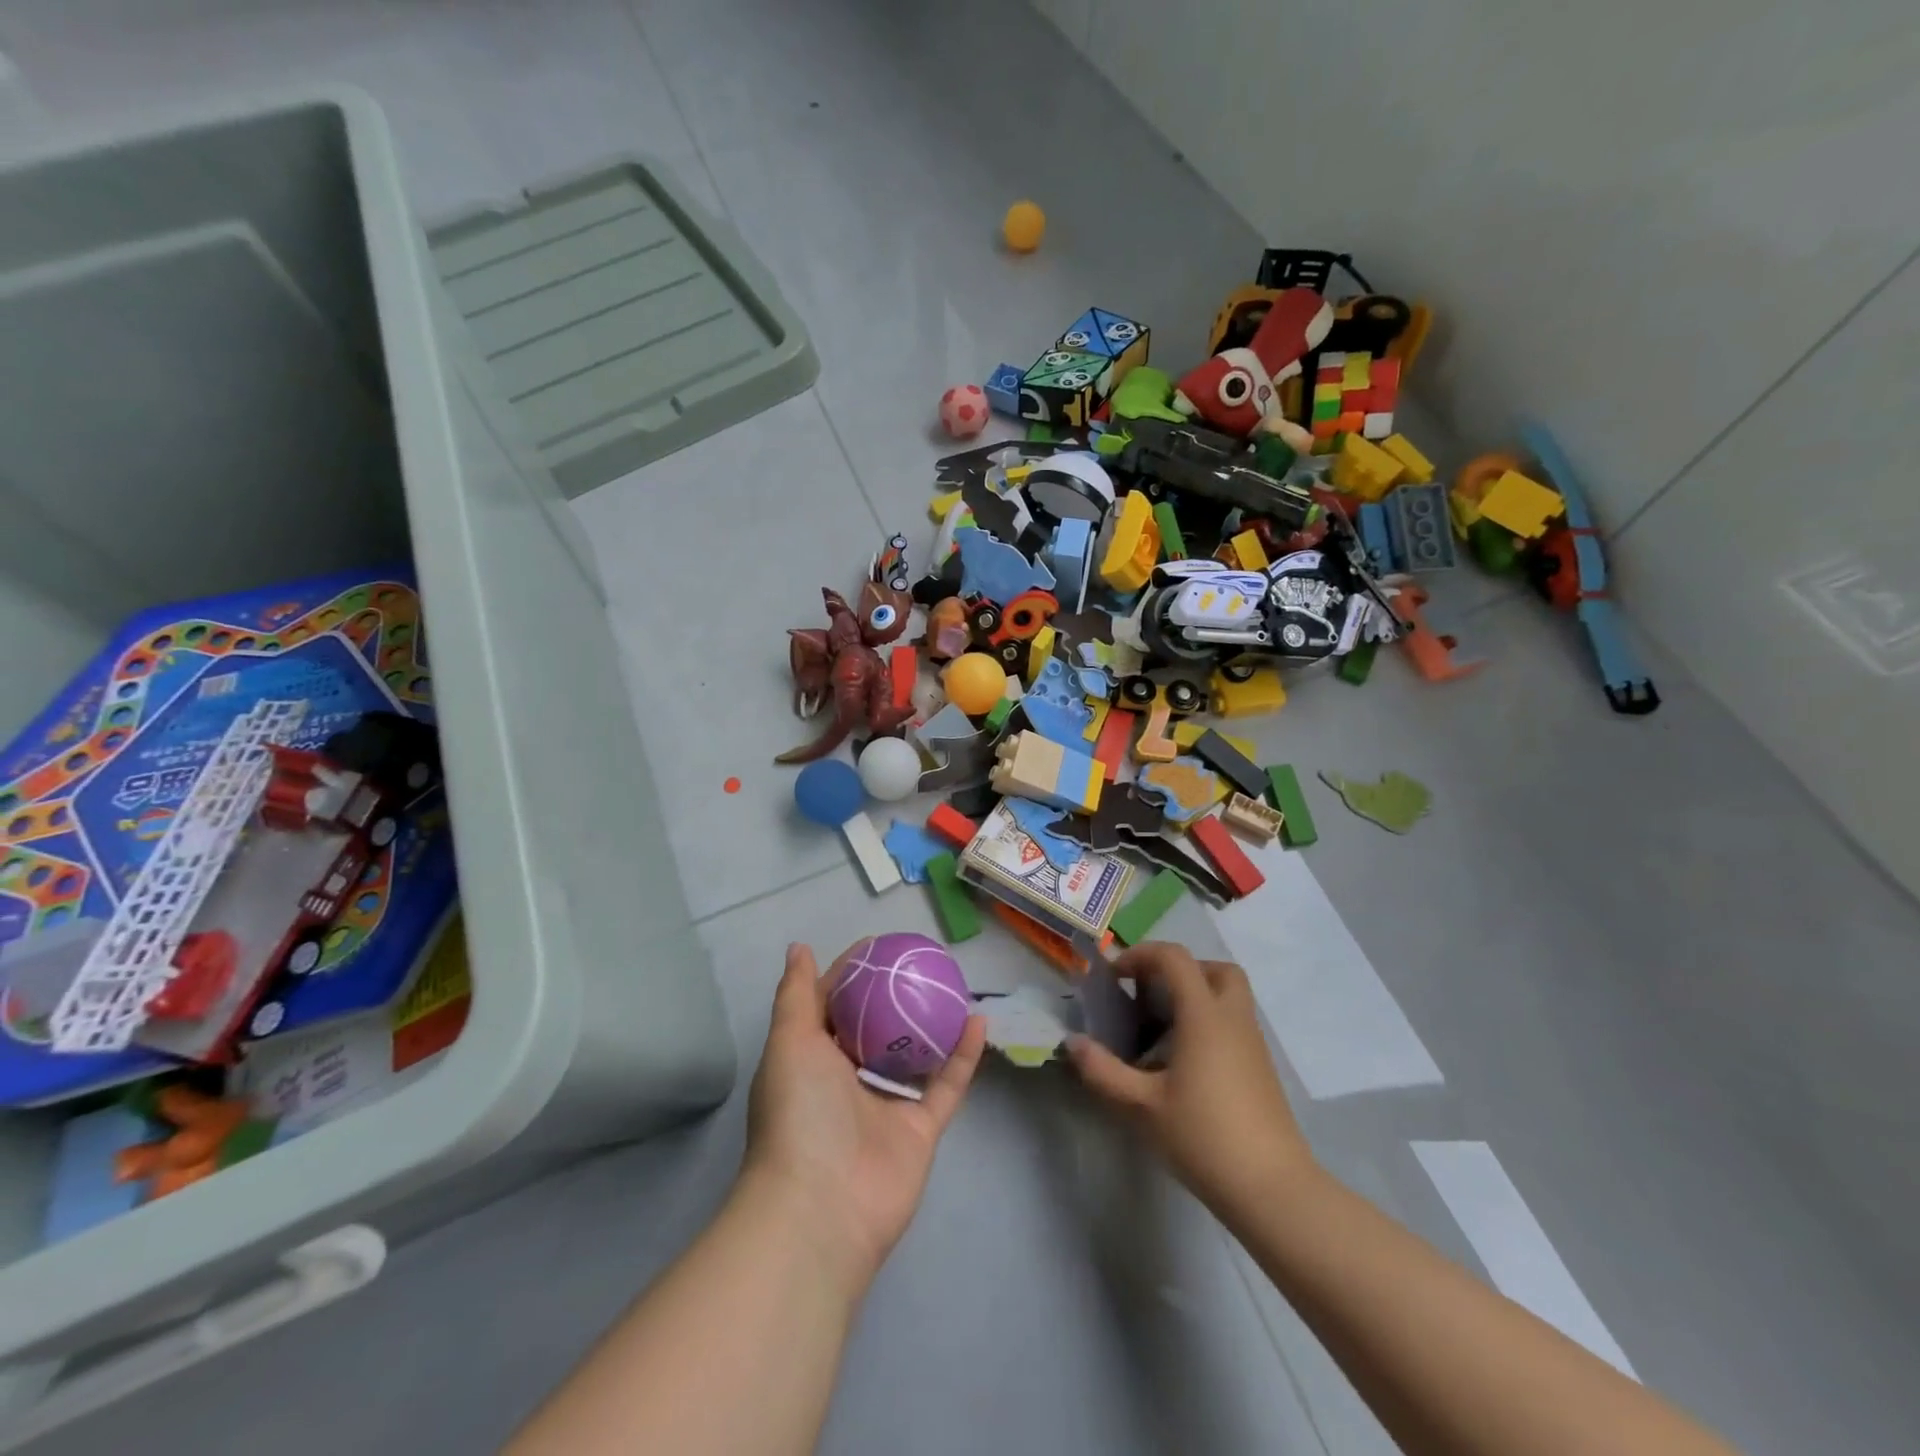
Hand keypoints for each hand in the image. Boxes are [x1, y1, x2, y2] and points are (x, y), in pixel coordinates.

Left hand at [743, 943, 986, 1285]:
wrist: (822, 1206)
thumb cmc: (799, 1112)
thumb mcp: (789, 1042)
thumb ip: (797, 995)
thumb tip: (798, 947)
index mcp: (812, 1059)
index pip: (833, 1005)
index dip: (852, 974)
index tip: (879, 945)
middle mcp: (848, 1080)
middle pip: (877, 1027)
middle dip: (896, 995)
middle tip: (923, 962)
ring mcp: (886, 1105)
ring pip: (915, 1054)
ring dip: (933, 1023)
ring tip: (955, 985)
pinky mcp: (920, 1129)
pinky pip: (947, 1085)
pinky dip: (964, 1056)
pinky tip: (979, 1020)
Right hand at [1067, 942, 1315, 1221]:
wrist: (1272, 1189)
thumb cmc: (1203, 1137)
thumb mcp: (1141, 1106)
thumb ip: (1102, 1071)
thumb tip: (1072, 1043)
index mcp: (1204, 1016)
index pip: (1175, 958)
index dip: (1141, 955)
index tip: (1116, 978)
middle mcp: (1233, 1019)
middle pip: (1215, 968)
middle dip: (1179, 970)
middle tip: (1151, 994)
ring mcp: (1253, 1044)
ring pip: (1229, 996)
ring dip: (1195, 996)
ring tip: (1162, 1030)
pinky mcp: (1261, 1069)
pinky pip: (1234, 1024)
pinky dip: (1209, 1023)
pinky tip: (1184, 1062)